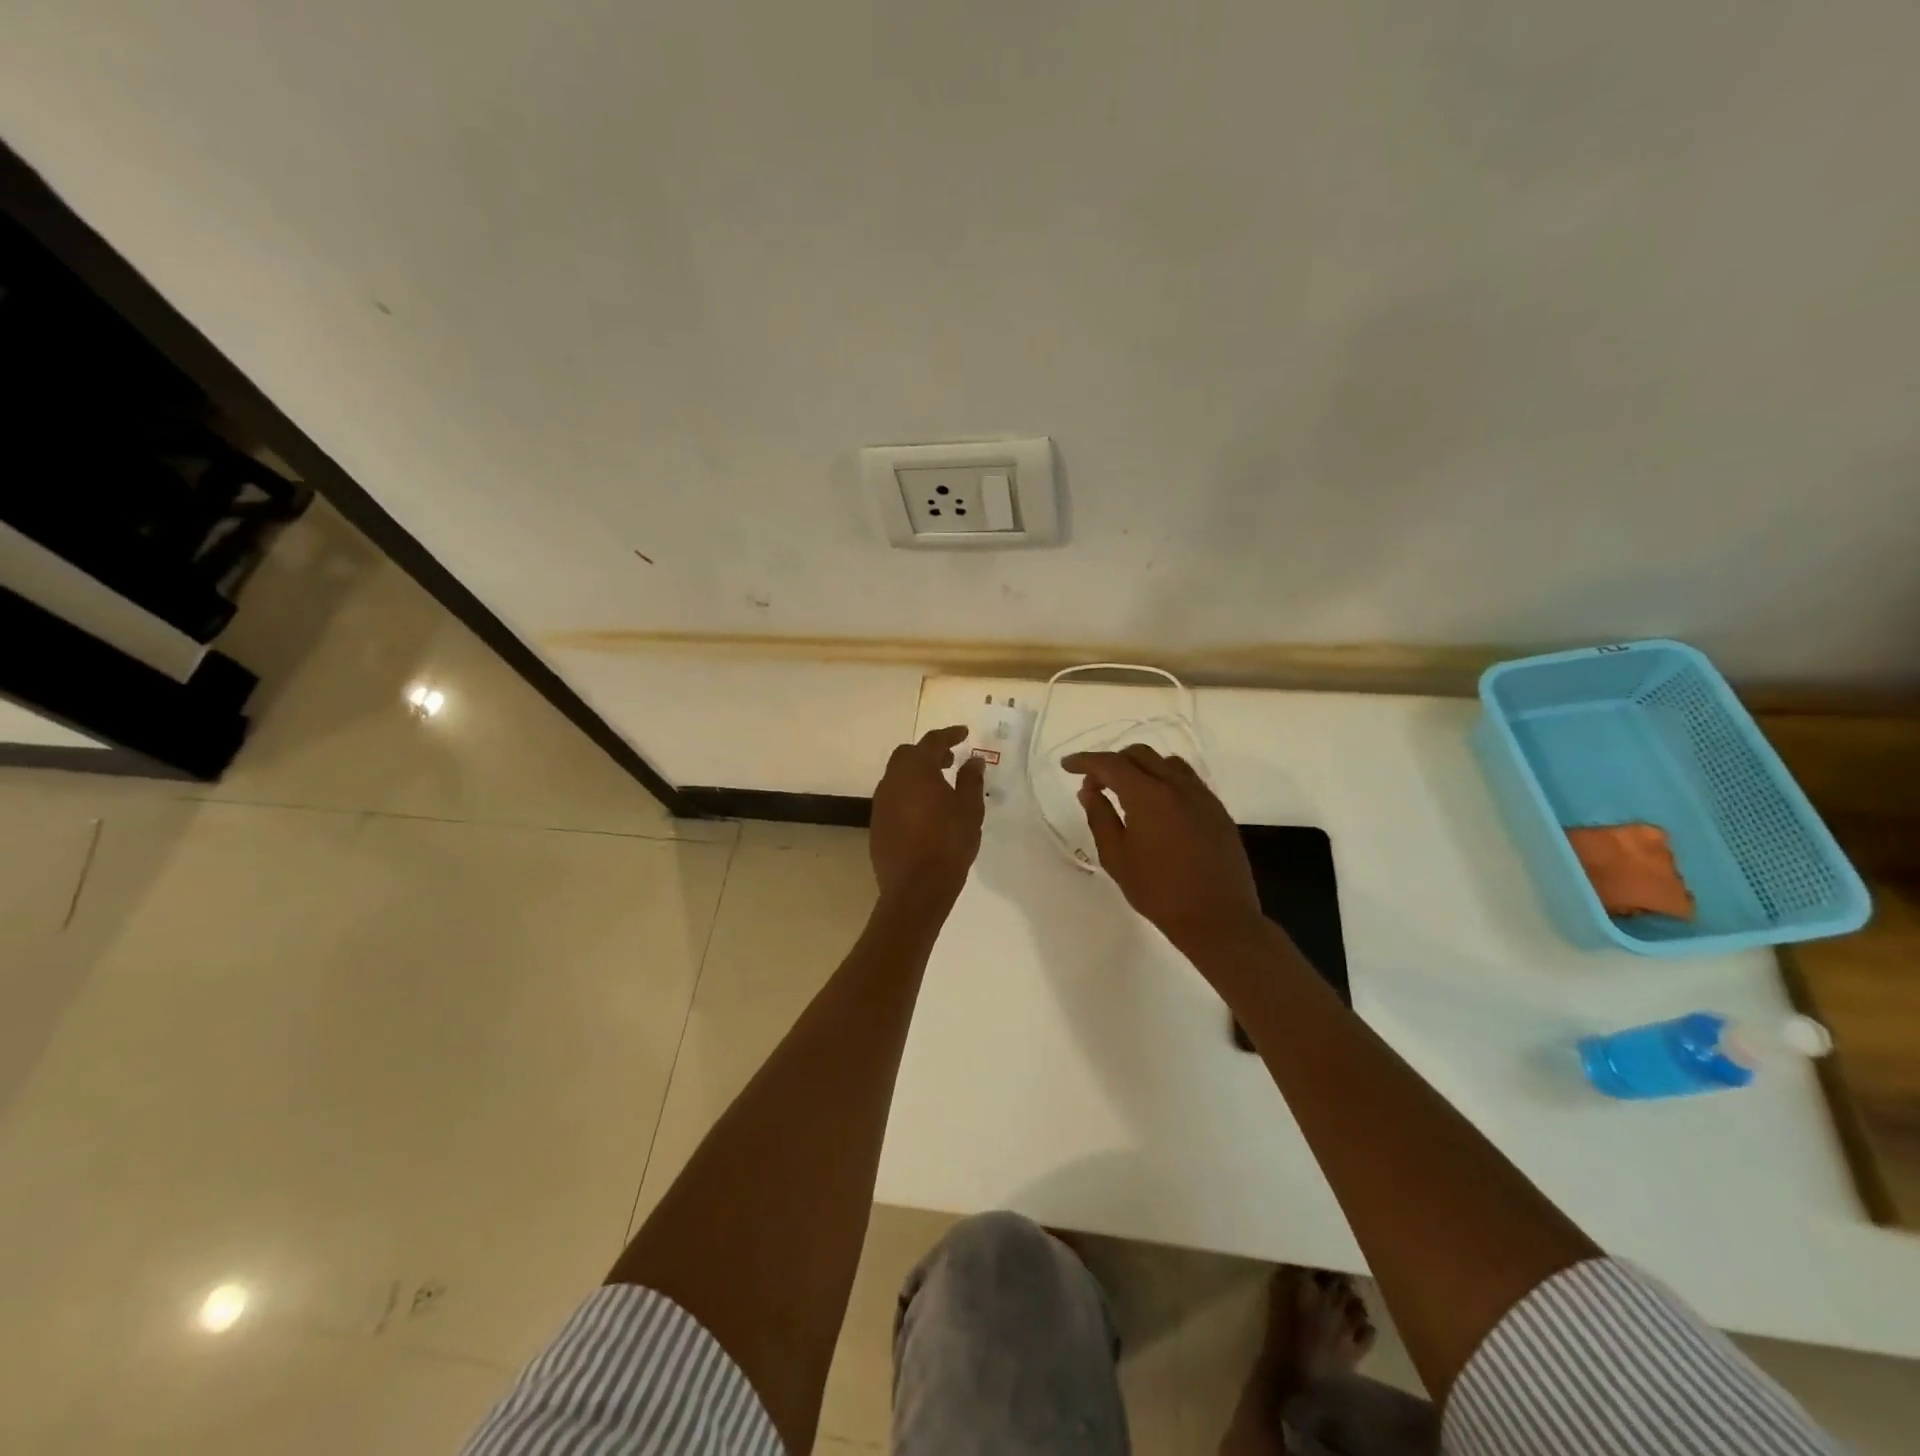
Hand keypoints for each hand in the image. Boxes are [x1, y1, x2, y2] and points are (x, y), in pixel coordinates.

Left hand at [870, 726, 985, 908]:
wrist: (915, 888)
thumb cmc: (948, 843)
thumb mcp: (970, 809)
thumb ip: (971, 780)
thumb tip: (973, 760)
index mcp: (916, 770)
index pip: (932, 741)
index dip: (949, 735)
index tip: (964, 733)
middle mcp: (892, 781)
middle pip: (908, 755)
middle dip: (929, 753)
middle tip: (950, 760)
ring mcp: (881, 803)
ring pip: (898, 777)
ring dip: (917, 774)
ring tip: (939, 786)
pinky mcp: (877, 825)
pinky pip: (893, 798)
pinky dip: (909, 794)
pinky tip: (924, 811)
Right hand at [1061, 745, 1263, 959]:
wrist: (1218, 918)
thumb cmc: (1159, 891)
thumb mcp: (1116, 857)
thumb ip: (1100, 817)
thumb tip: (1089, 791)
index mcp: (1148, 795)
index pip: (1111, 764)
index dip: (1085, 761)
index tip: (1067, 765)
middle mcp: (1177, 785)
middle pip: (1140, 755)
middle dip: (1113, 762)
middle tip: (1096, 785)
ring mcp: (1202, 795)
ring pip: (1166, 763)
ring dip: (1141, 768)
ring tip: (1127, 792)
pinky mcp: (1217, 809)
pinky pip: (1186, 780)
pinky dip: (1164, 780)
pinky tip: (1157, 806)